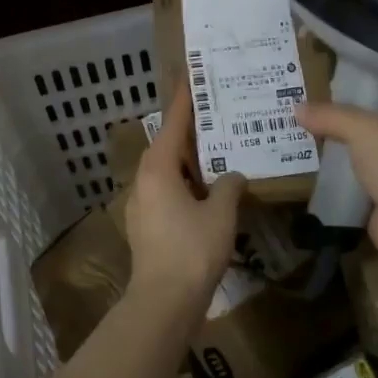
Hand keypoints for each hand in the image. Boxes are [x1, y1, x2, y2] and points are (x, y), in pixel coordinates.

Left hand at [125, 85, 245, 314]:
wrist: (164, 300)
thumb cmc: (193, 249)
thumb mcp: (220, 213)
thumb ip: (229, 186)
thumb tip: (235, 176)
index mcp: (158, 168)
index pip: (173, 123)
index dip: (185, 99)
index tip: (191, 76)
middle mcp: (144, 180)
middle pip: (167, 146)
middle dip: (190, 131)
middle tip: (215, 115)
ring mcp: (142, 205)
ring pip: (167, 171)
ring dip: (189, 161)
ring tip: (217, 151)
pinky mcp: (146, 226)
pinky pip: (167, 192)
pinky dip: (186, 184)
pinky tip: (208, 191)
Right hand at [296, 90, 377, 282]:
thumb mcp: (363, 129)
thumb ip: (331, 116)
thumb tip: (297, 108)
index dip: (363, 80)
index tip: (329, 75)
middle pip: (372, 121)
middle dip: (340, 115)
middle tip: (303, 103)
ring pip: (360, 152)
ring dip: (334, 148)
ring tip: (296, 132)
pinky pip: (352, 182)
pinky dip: (333, 178)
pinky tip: (306, 167)